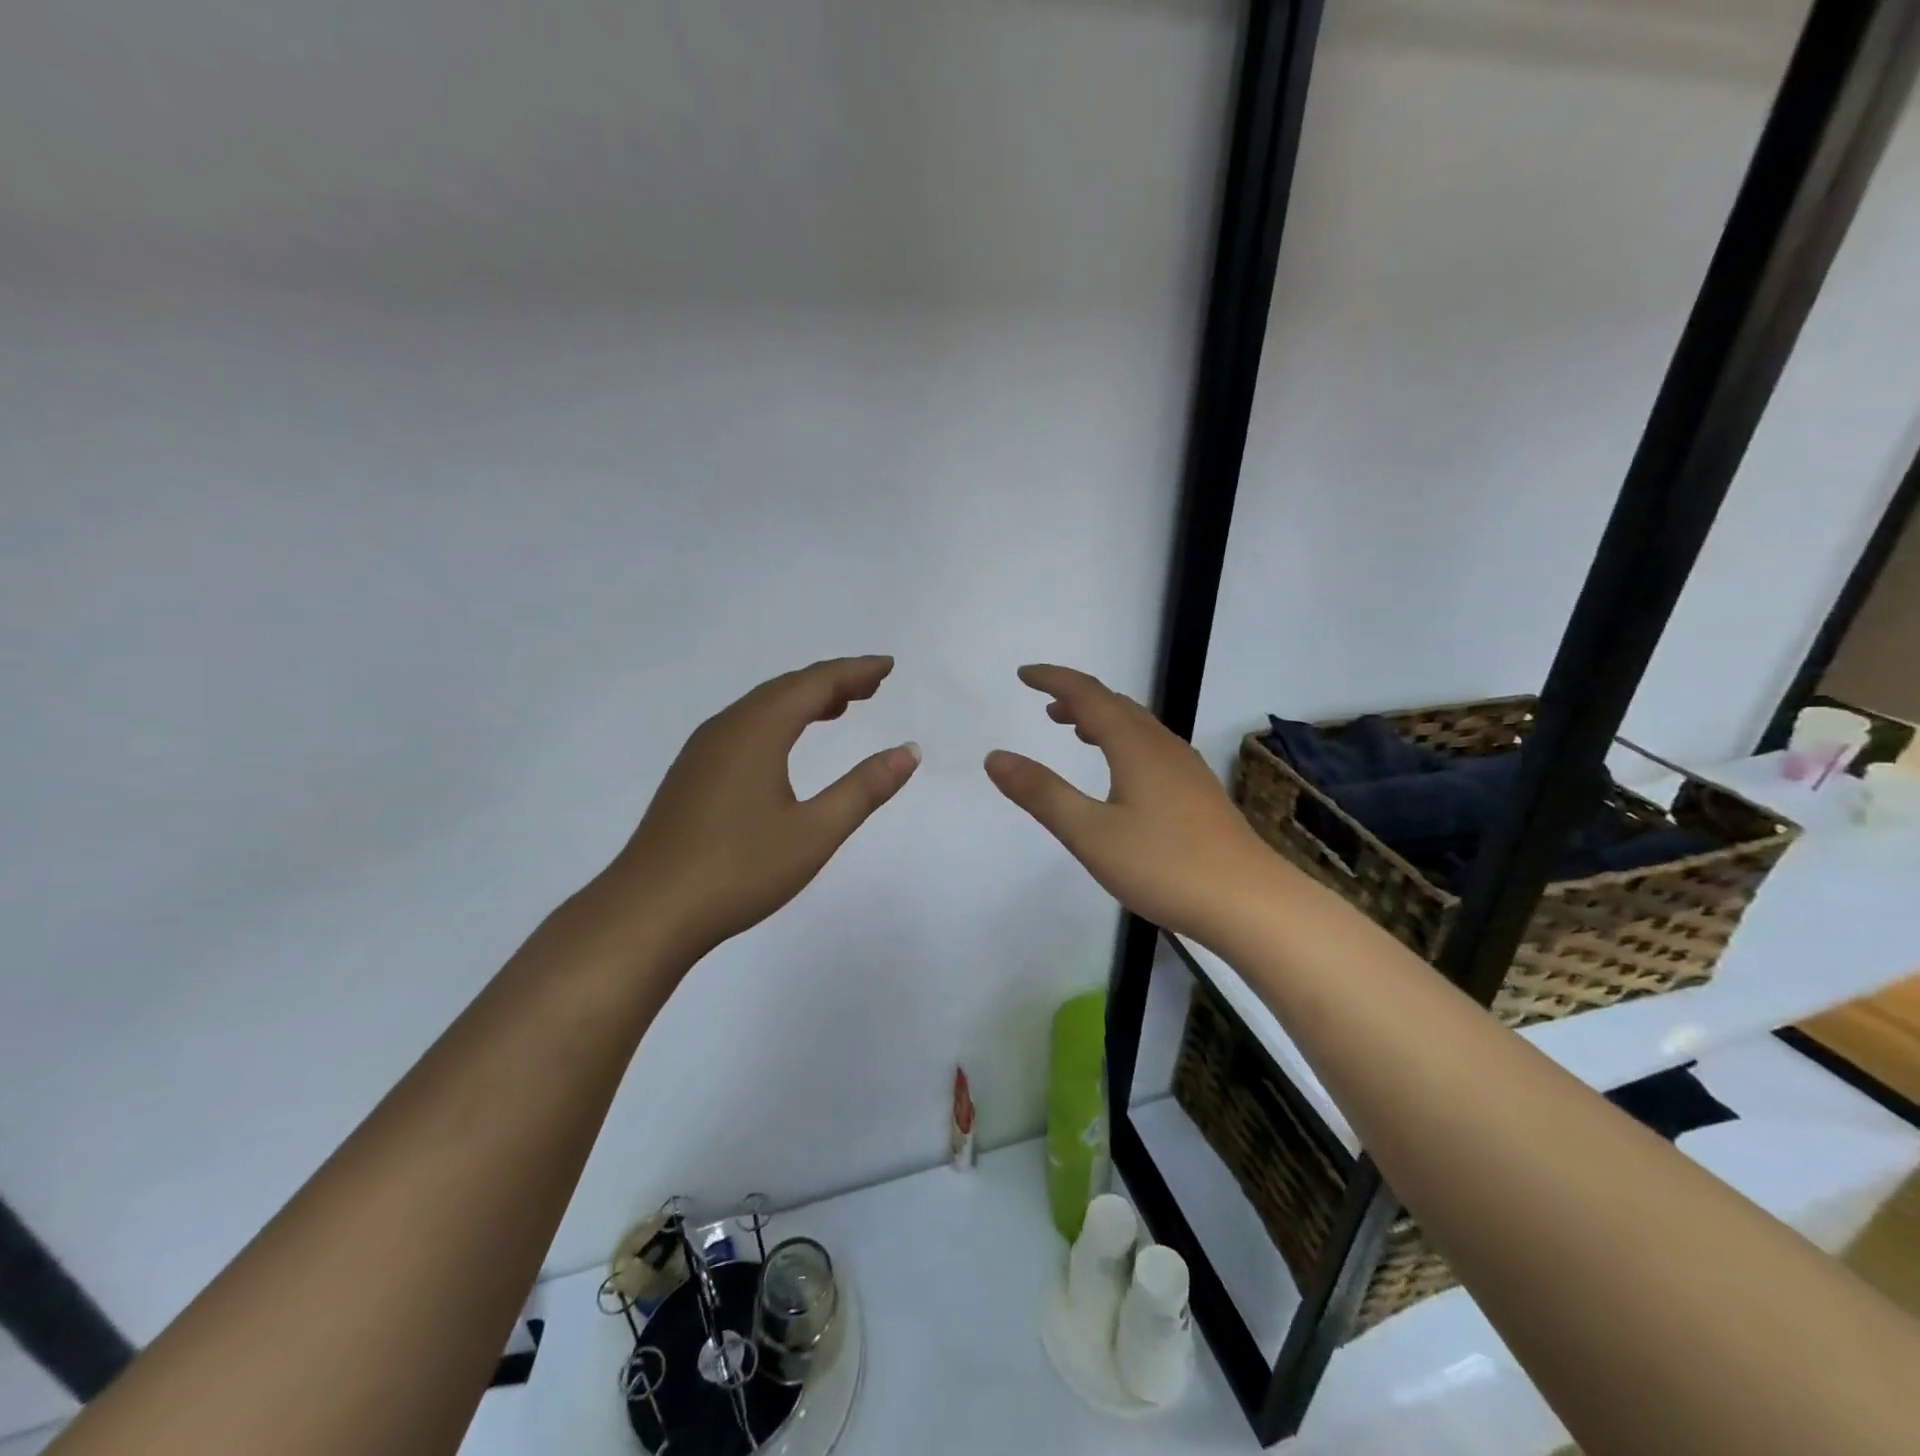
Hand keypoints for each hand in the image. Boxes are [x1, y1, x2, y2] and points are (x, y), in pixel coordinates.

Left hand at [596, 656, 919, 965]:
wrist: (649, 911)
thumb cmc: (739, 869)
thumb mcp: (815, 831)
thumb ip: (864, 788)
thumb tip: (909, 751)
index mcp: (757, 731)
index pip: (814, 684)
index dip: (854, 672)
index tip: (887, 666)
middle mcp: (727, 728)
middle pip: (786, 688)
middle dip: (831, 682)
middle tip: (871, 686)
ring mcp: (702, 751)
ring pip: (761, 708)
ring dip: (803, 701)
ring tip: (839, 708)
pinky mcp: (691, 775)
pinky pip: (743, 728)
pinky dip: (778, 722)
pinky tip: (786, 746)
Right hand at [985, 664, 1273, 938]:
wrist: (1249, 903)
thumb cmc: (1164, 866)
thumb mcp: (1090, 833)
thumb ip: (1041, 794)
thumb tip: (995, 757)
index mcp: (1135, 747)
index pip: (1088, 695)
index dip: (1054, 680)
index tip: (1024, 675)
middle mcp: (1163, 747)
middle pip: (1117, 706)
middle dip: (1078, 699)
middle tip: (1046, 707)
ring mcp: (1186, 770)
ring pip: (1138, 727)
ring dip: (1103, 720)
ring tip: (1076, 731)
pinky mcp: (1198, 794)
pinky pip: (1152, 748)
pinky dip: (1123, 743)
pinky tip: (1121, 774)